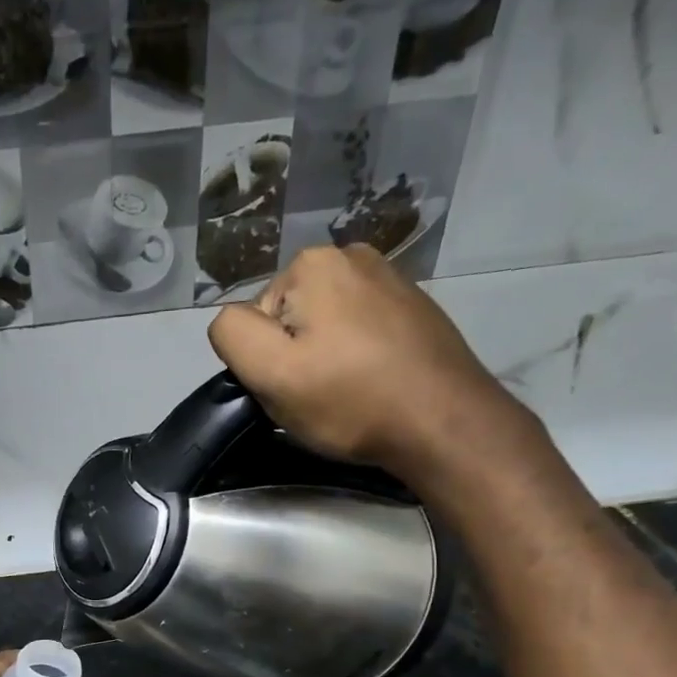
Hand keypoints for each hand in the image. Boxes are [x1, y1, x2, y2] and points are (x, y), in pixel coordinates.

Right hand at [208, 244, 527, 478]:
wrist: (444, 421)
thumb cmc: (349, 399)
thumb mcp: (270, 371)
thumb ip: (232, 335)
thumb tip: (231, 322)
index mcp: (311, 264)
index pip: (253, 320)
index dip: (263, 361)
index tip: (290, 387)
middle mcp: (351, 255)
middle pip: (289, 317)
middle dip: (294, 354)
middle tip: (317, 394)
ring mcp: (389, 278)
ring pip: (324, 324)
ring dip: (325, 356)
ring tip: (347, 391)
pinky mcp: (414, 306)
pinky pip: (360, 329)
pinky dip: (358, 354)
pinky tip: (373, 382)